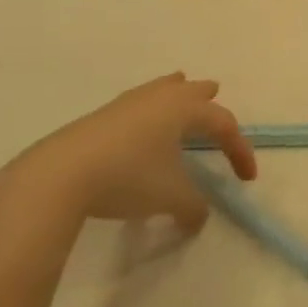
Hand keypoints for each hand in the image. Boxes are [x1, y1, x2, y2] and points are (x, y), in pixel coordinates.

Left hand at [0, 73, 256, 235]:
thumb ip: (193, 207)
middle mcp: (158, 98)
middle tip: (215, 95)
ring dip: (175, 93)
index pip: (223, 123)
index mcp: (183, 109)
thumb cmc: (128, 178)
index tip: (247, 179)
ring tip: (180, 90)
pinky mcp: (101, 117)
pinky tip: (141, 125)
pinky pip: (138, 103)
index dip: (240, 150)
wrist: (60, 174)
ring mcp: (126, 104)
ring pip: (160, 89)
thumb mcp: (170, 198)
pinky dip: (150, 108)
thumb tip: (198, 217)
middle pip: (190, 90)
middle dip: (206, 98)